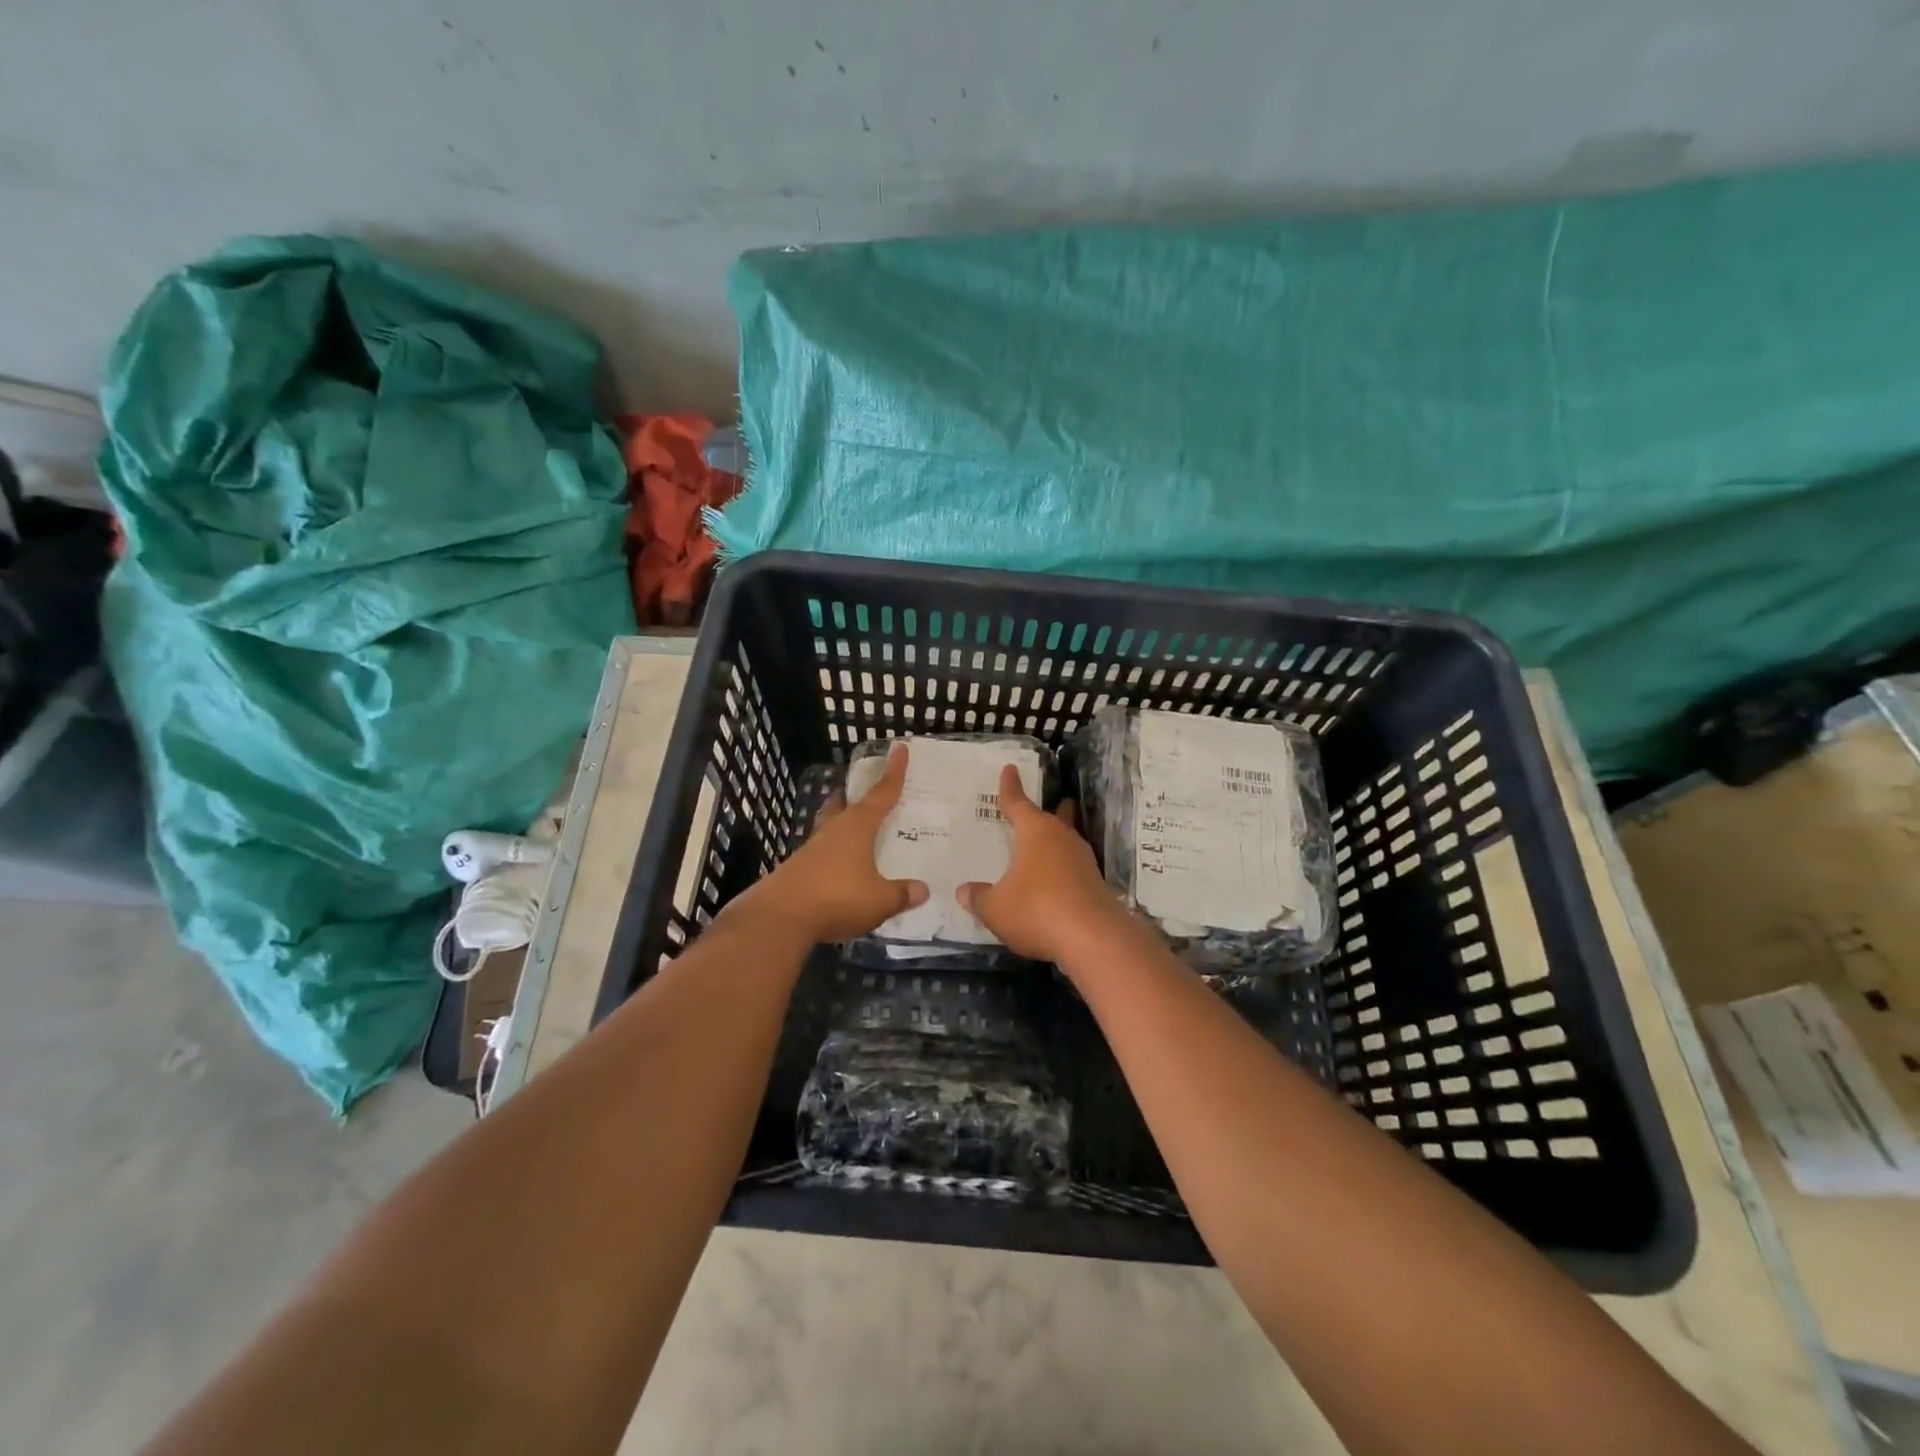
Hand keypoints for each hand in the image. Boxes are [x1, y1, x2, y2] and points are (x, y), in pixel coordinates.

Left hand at [736, 741, 928, 943]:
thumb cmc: (837, 897)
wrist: (779, 917)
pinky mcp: (798, 870)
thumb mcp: (880, 900)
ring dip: (843, 827)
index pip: (881, 792)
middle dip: (855, 796)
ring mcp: (811, 849)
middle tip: (867, 793)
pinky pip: (822, 855)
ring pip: (830, 828)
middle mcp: (833, 830)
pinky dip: (835, 856)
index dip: (894, 771)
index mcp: (857, 826)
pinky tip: (842, 871)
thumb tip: (922, 890)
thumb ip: (902, 894)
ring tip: (858, 834)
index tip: (899, 748)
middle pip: (845, 805)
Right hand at [958, 765, 1130, 963]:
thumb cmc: (1036, 910)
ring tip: (1048, 845)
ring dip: (1059, 841)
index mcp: (1035, 833)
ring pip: (1067, 842)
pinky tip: (1056, 883)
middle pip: (1054, 818)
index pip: (1018, 803)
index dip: (1010, 788)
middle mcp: (1062, 839)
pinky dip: (1063, 870)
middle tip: (1054, 802)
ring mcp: (1083, 861)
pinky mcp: (1095, 885)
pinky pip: (1074, 868)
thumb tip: (964, 891)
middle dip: (1052, 810)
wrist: (1093, 938)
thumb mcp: (996, 908)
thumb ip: (979, 898)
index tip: (1010, 769)